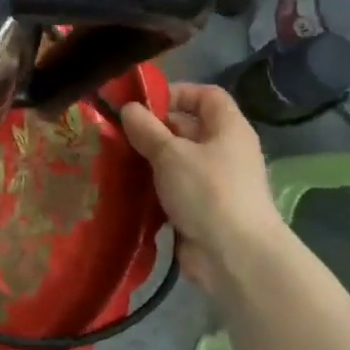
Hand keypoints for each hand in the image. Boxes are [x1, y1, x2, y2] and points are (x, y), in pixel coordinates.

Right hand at [121, 83, 283, 297]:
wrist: (235, 256)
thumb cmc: (208, 192)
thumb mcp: (171, 154)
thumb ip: (147, 129)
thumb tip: (128, 109)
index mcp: (228, 128)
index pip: (206, 96)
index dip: (176, 93)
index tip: (142, 105)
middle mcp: (224, 151)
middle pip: (188, 128)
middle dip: (153, 129)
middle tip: (117, 134)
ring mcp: (213, 182)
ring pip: (176, 161)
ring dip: (148, 161)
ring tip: (114, 160)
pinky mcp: (201, 209)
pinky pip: (173, 189)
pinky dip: (152, 188)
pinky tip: (125, 189)